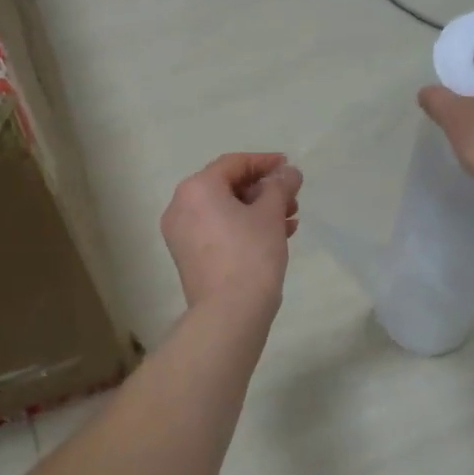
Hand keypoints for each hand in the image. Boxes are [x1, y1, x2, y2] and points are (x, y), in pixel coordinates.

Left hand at [161, 153, 302, 314]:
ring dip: (257, 211)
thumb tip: (288, 172)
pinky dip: (242, 228)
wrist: (229, 312)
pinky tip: (275, 237)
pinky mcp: (187, 256)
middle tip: (293, 198)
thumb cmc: (250, 254)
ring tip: (290, 220)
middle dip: (263, 191)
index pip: (233, 164)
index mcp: (197, 188)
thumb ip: (280, 186)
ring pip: (223, 211)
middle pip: (227, 187)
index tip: (289, 167)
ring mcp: (181, 234)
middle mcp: (181, 206)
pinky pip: (217, 230)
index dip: (264, 162)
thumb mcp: (270, 214)